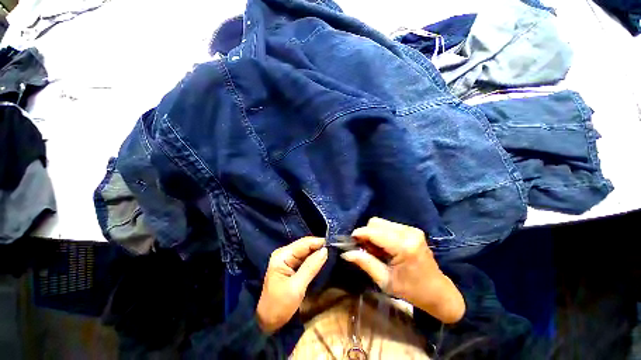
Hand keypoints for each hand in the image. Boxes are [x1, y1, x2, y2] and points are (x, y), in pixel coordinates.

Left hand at [256, 237, 327, 332]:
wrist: (266, 322)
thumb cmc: (279, 306)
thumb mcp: (297, 287)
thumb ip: (311, 267)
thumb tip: (325, 250)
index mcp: (282, 255)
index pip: (304, 243)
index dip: (319, 242)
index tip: (333, 244)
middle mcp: (284, 253)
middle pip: (305, 245)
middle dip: (319, 246)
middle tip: (334, 248)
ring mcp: (287, 258)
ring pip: (306, 251)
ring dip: (317, 252)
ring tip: (331, 252)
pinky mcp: (290, 265)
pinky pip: (304, 258)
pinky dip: (313, 258)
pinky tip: (322, 259)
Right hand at [341, 217, 464, 323]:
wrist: (438, 292)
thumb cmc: (411, 290)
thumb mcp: (385, 281)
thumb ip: (365, 263)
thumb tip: (346, 253)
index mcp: (403, 246)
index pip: (374, 232)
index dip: (359, 234)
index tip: (350, 242)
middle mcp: (408, 232)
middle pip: (376, 222)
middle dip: (366, 234)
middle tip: (366, 250)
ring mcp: (412, 229)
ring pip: (381, 222)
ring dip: (374, 233)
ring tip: (377, 250)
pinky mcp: (412, 229)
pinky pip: (389, 225)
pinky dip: (382, 233)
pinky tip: (386, 247)